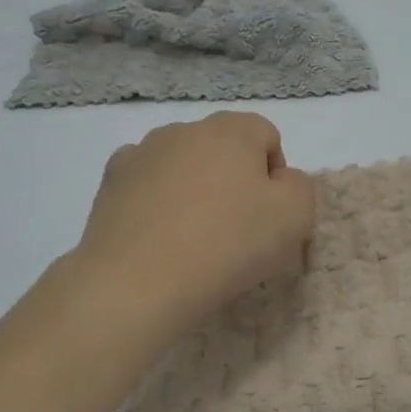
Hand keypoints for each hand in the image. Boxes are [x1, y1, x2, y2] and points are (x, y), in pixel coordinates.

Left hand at [72, 111, 316, 336]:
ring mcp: (142, 152)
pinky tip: (157, 233)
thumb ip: (299, 187)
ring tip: (191, 236)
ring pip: (182, 162)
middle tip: (234, 229)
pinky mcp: (111, 180)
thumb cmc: (227, 245)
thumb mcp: (295, 218)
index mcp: (232, 130)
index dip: (275, 175)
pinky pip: (145, 181)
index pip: (267, 136)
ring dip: (193, 186)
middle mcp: (185, 129)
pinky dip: (155, 198)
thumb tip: (279, 180)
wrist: (137, 282)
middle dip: (233, 178)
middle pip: (223, 147)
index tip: (269, 215)